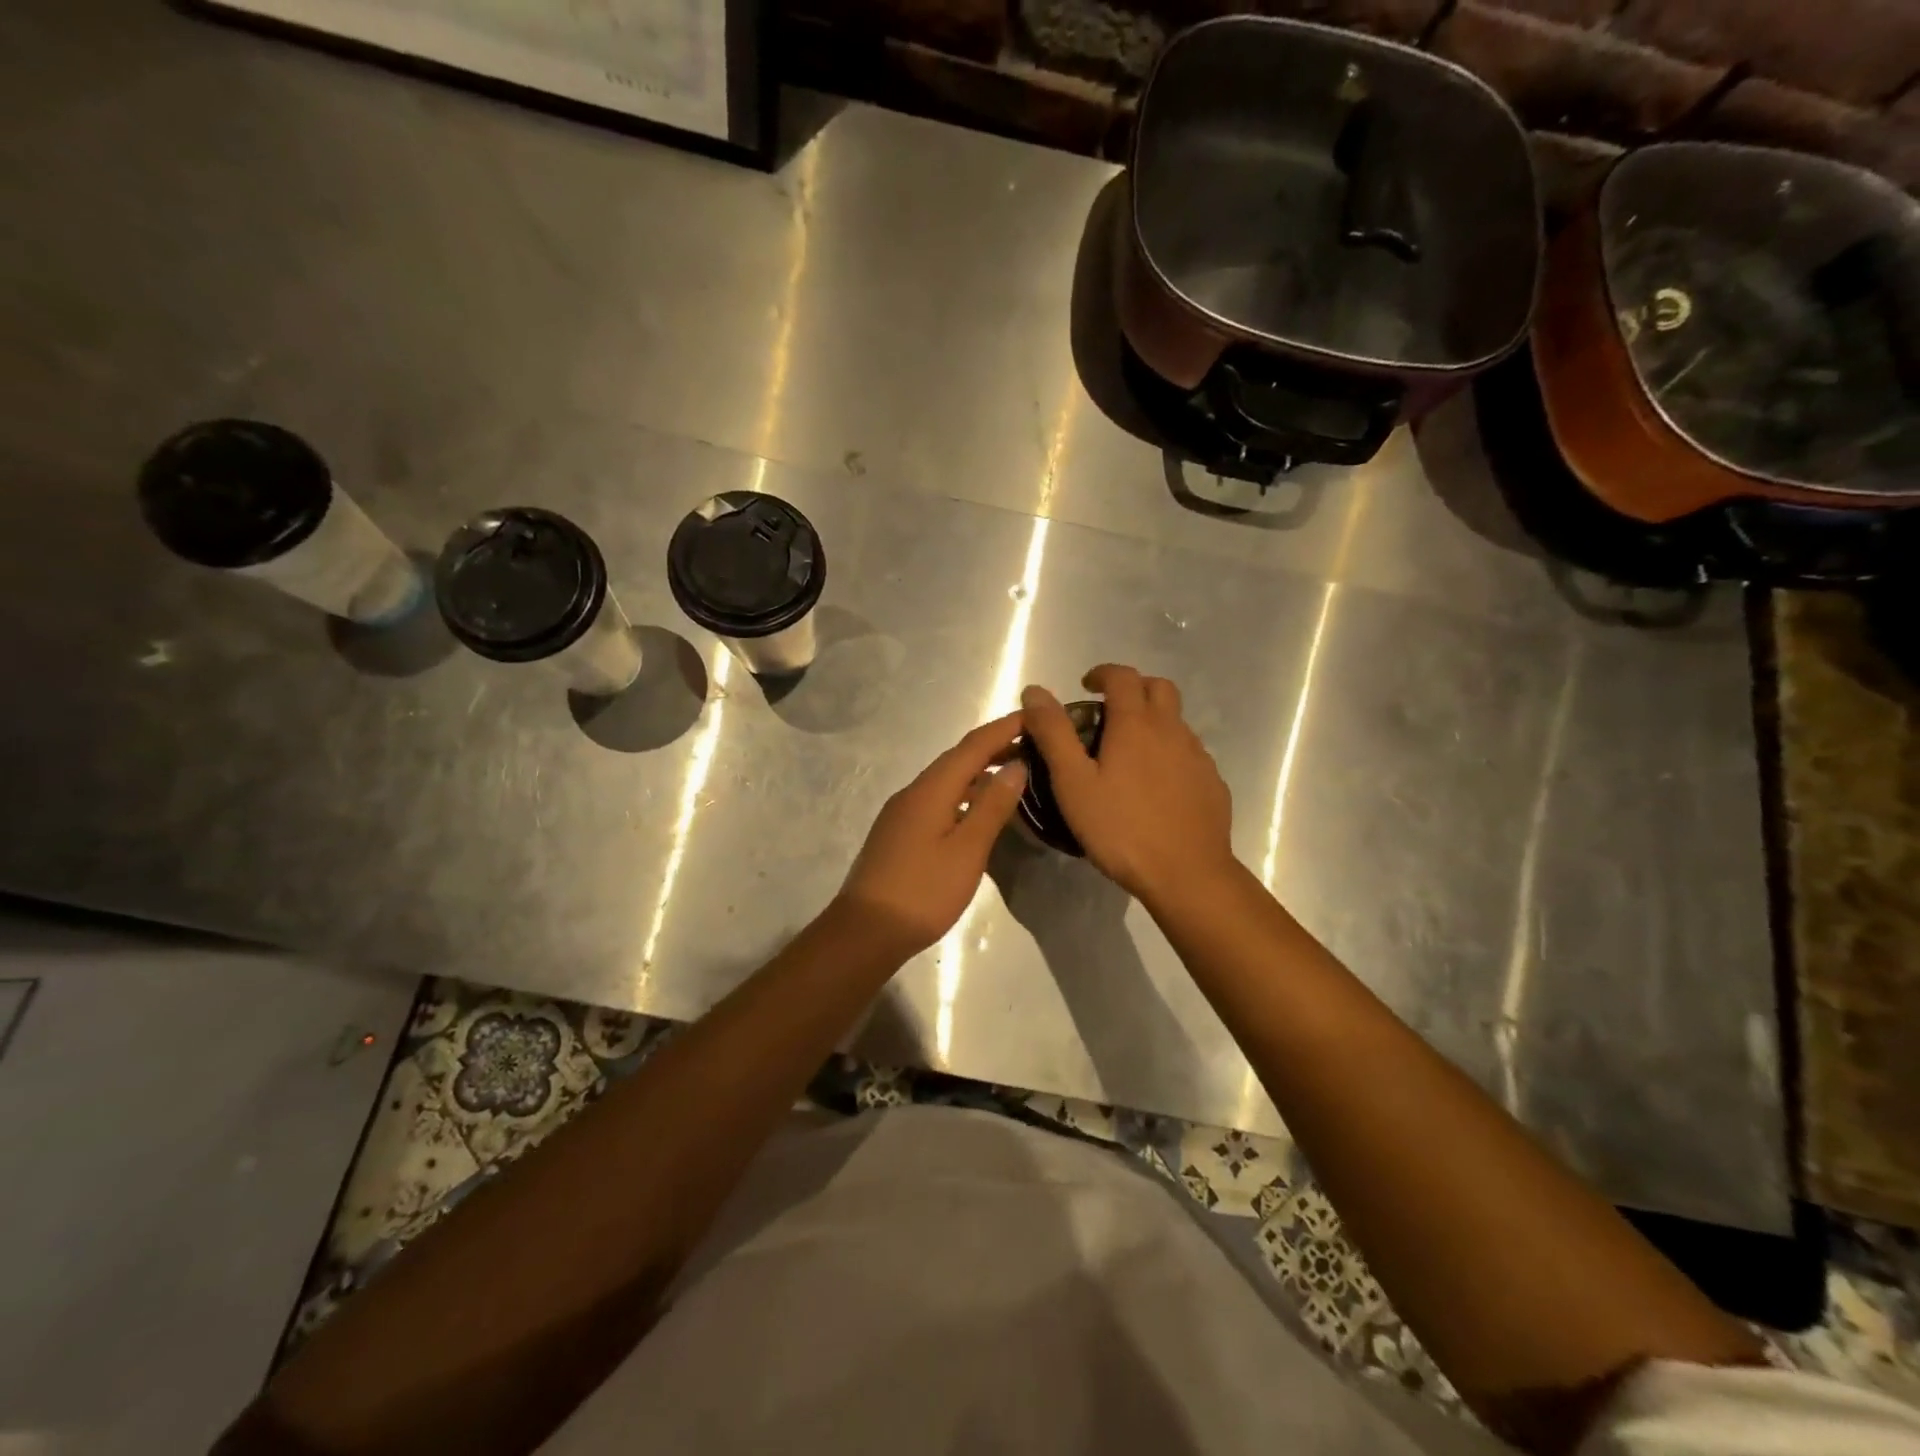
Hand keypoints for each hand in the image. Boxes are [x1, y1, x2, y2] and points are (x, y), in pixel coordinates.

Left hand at [835, 713, 1029, 954]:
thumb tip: (1016, 766)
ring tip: (1013, 775)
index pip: (972, 747)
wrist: (865, 931)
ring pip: (946, 781)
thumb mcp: (967, 850)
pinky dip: (963, 795)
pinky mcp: (899, 833)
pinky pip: (937, 800)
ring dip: (978, 772)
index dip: (1003, 729)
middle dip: (993, 747)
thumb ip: (992, 806)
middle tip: (1031, 744)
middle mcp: (913, 792)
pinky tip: (978, 811)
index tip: (1034, 717)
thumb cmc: (923, 891)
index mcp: (930, 790)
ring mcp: (902, 813)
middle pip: (957, 759)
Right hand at [1021, 666, 1235, 907]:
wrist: (1187, 874)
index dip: (1102, 673)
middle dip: (1133, 688)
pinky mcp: (1212, 783)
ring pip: (1176, 721)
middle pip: (1159, 687)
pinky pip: (1189, 753)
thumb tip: (1035, 691)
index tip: (1086, 686)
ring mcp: (1198, 757)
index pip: (1122, 676)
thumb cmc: (1121, 828)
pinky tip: (1156, 785)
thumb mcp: (1073, 783)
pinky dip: (1170, 752)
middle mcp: (1172, 730)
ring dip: (1153, 720)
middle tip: (1109, 711)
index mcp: (1136, 724)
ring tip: (1128, 752)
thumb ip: (1054, 734)